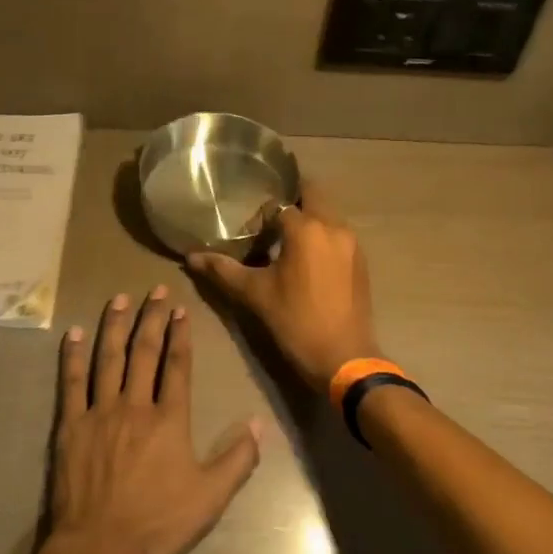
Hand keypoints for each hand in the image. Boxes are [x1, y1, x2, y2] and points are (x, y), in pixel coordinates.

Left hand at [47, 286, 262, 553]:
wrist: (99, 548)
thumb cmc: (158, 524)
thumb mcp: (210, 498)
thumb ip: (237, 459)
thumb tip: (259, 424)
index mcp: (169, 420)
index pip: (176, 366)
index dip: (180, 335)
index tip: (181, 309)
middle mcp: (135, 405)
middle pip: (144, 352)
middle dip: (151, 318)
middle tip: (155, 289)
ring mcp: (99, 412)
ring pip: (108, 358)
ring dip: (115, 325)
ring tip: (120, 298)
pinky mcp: (71, 425)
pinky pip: (71, 382)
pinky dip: (73, 356)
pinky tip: (74, 333)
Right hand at [186, 181, 380, 393]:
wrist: (344, 358)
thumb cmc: (295, 321)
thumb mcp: (254, 294)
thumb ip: (223, 270)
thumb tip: (191, 257)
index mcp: (306, 229)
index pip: (278, 206)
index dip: (261, 217)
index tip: (249, 235)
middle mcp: (333, 227)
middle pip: (312, 195)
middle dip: (291, 201)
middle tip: (269, 221)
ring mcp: (352, 243)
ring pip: (328, 214)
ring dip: (309, 218)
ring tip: (286, 241)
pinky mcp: (361, 261)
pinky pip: (339, 234)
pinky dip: (323, 236)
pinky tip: (308, 261)